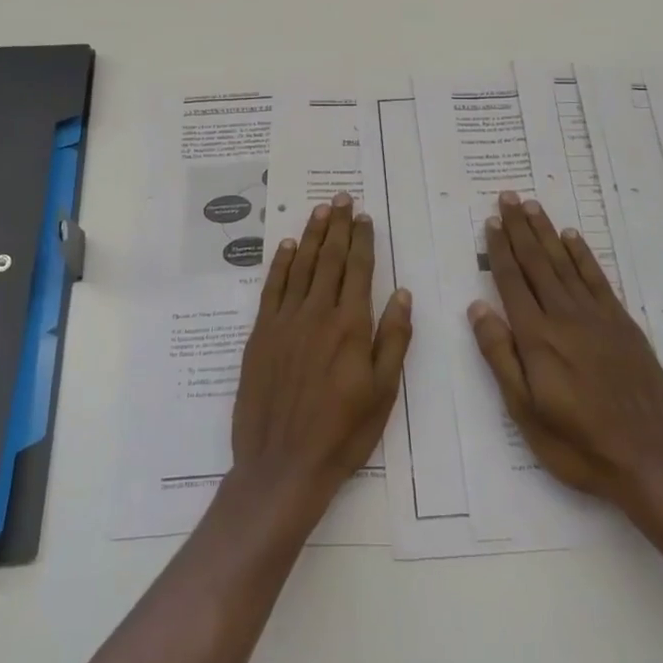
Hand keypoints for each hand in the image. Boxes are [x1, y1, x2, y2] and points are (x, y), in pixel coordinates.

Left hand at [230, 192, 412, 524]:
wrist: (282, 465)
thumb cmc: (342, 433)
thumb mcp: (383, 393)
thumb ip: (393, 339)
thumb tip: (401, 293)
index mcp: (350, 326)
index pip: (358, 269)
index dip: (361, 240)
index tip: (364, 216)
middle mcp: (317, 313)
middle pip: (329, 259)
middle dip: (337, 226)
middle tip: (341, 198)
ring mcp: (285, 321)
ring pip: (300, 266)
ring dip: (311, 235)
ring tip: (319, 210)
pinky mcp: (261, 334)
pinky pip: (272, 287)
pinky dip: (280, 263)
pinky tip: (286, 246)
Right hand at [467, 192, 662, 509]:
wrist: (650, 460)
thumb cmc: (578, 443)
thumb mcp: (525, 411)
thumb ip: (500, 356)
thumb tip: (477, 308)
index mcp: (537, 337)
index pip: (512, 281)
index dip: (499, 249)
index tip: (490, 221)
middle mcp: (565, 316)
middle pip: (537, 262)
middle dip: (519, 228)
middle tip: (508, 197)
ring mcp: (597, 318)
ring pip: (565, 263)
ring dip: (547, 232)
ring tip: (533, 206)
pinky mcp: (623, 325)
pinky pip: (598, 279)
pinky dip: (583, 255)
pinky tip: (573, 238)